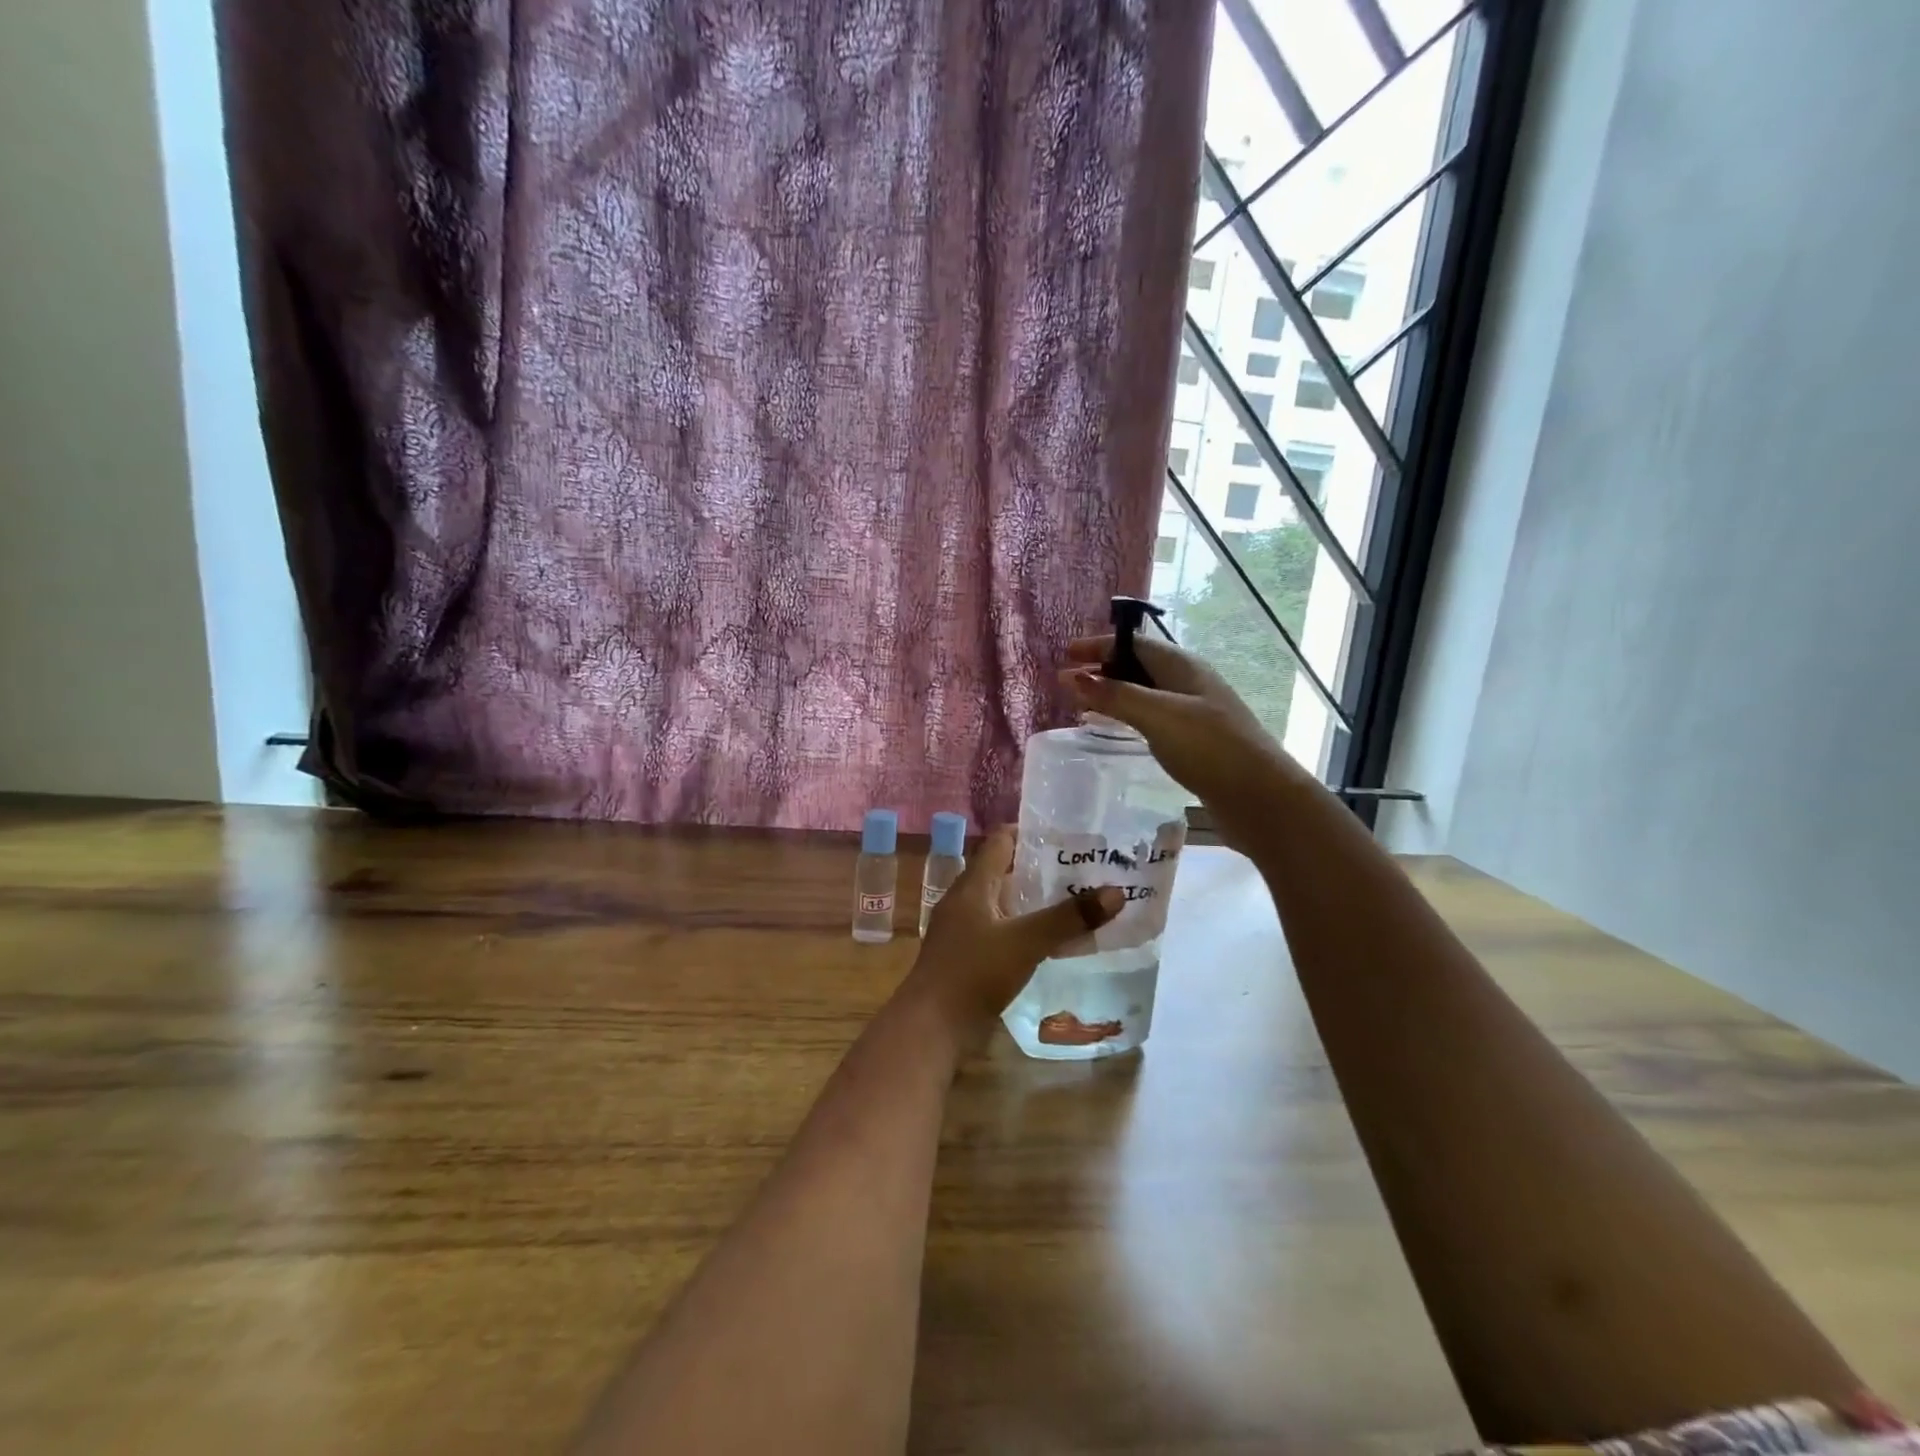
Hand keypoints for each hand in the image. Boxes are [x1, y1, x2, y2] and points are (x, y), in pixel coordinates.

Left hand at [900, 826, 1123, 1044]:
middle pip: (1003, 871)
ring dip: (1033, 901)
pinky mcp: (967, 957)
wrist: (931, 1027)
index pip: (1000, 841)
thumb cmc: (974, 972)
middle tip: (1081, 869)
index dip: (1030, 832)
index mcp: (972, 885)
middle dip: (1039, 868)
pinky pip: (1001, 931)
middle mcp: (965, 901)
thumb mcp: (1026, 941)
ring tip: (1075, 902)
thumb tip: (1116, 892)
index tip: (1066, 835)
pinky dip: (1025, 928)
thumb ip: (1069, 918)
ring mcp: (963, 930)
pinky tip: (1051, 941)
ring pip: (1003, 903)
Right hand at [1061, 634, 1296, 841]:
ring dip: (1115, 693)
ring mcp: (1194, 711)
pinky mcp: (1195, 739)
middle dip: (1104, 669)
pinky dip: (1130, 716)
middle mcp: (1189, 682)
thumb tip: (1071, 675)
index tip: (1065, 654)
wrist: (1260, 797)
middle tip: (1068, 682)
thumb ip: (1115, 695)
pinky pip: (1153, 717)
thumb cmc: (1208, 747)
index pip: (1133, 643)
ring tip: (1084, 704)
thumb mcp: (1157, 716)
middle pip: (1139, 665)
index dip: (1098, 645)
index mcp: (1182, 666)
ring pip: (1146, 692)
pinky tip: (1118, 730)